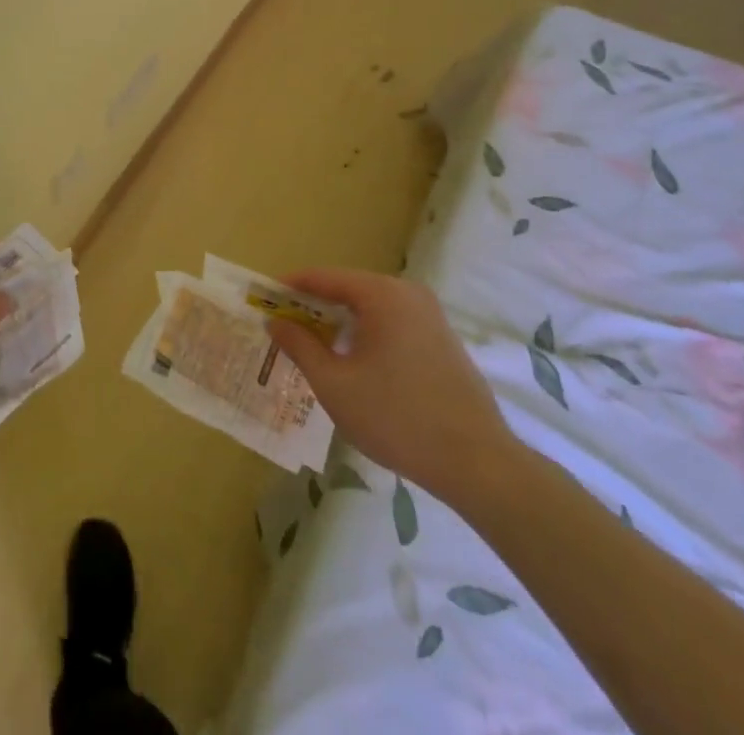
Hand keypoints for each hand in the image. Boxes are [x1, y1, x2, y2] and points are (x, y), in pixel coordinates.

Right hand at [266, 269, 519, 505]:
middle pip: (348, 290)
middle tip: (284, 328)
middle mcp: (408, 294)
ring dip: (340, 325)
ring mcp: (431, 317)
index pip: (323, 277)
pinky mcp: (443, 342)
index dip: (290, 288)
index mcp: (382, 294)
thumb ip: (300, 346)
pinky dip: (367, 336)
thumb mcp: (334, 384)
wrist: (479, 466)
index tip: (264, 300)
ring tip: (314, 348)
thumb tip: (274, 321)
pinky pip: (392, 325)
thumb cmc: (397, 418)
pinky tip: (354, 364)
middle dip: (314, 308)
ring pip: (371, 310)